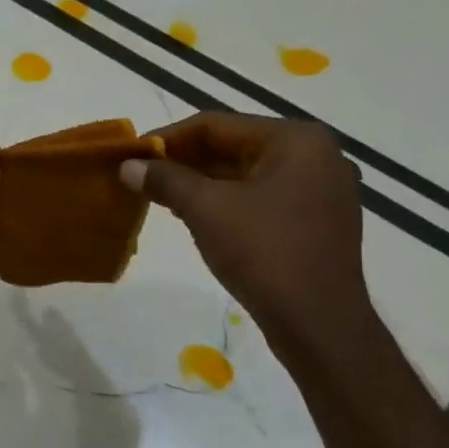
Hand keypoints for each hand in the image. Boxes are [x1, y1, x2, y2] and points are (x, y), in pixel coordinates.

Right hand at [120, 112, 371, 348]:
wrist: (318, 322)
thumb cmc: (264, 252)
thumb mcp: (205, 209)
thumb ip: (165, 180)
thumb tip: (127, 165)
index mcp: (296, 140)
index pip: (217, 125)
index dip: (167, 138)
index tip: (131, 154)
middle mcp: (316, 156)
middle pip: (234, 146)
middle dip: (184, 160)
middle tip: (141, 175)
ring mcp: (321, 190)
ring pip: (246, 173)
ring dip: (201, 181)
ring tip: (159, 195)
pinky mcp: (316, 221)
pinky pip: (262, 196)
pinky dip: (226, 201)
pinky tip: (194, 215)